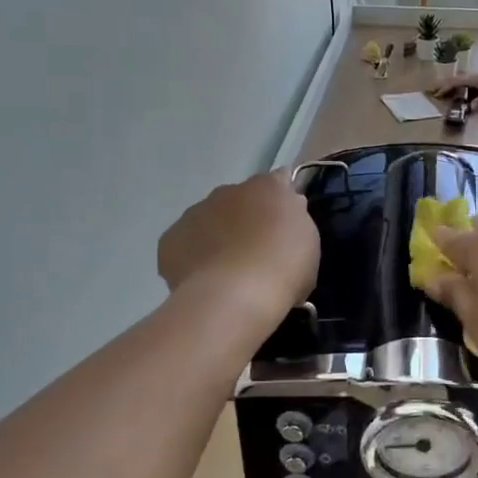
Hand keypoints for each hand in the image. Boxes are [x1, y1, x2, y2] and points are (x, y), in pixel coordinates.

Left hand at [158, 172, 318, 312]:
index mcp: (267, 187)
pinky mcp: (170, 240)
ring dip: (218, 238)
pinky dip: (194, 258)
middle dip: (246, 220)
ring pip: (208, 221)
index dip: (282, 199)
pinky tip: (205, 281)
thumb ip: (295, 218)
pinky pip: (185, 245)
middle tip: (258, 253)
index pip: (279, 181)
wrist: (235, 296)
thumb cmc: (283, 268)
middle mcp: (228, 191)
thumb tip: (288, 206)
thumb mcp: (307, 242)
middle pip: (239, 201)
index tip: (287, 223)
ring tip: (229, 273)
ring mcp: (195, 214)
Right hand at [427, 72, 477, 110]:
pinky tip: (452, 90)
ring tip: (439, 91)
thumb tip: (470, 108)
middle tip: (431, 91)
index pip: (454, 82)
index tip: (436, 94)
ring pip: (455, 79)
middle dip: (441, 85)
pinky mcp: (474, 79)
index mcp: (471, 80)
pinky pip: (460, 81)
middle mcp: (469, 76)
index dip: (444, 88)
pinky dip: (453, 85)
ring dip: (447, 84)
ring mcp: (472, 77)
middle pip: (451, 79)